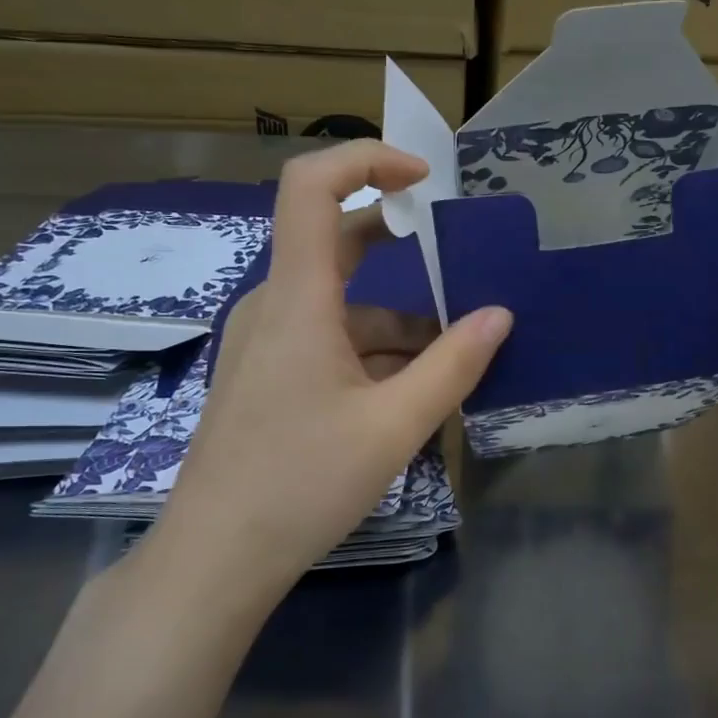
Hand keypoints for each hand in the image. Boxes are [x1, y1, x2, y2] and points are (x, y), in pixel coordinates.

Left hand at [150, 141, 511, 606]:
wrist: (216, 558)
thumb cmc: (302, 484)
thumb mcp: (394, 425)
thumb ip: (453, 365)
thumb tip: (501, 315)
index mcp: (297, 298)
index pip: (310, 186)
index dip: (366, 159)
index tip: (424, 178)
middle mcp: (275, 305)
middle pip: (335, 240)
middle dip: (400, 241)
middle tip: (460, 257)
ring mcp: (267, 340)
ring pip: (341, 302)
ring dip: (399, 318)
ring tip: (456, 353)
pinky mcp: (268, 373)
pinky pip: (328, 337)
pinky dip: (374, 348)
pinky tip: (412, 389)